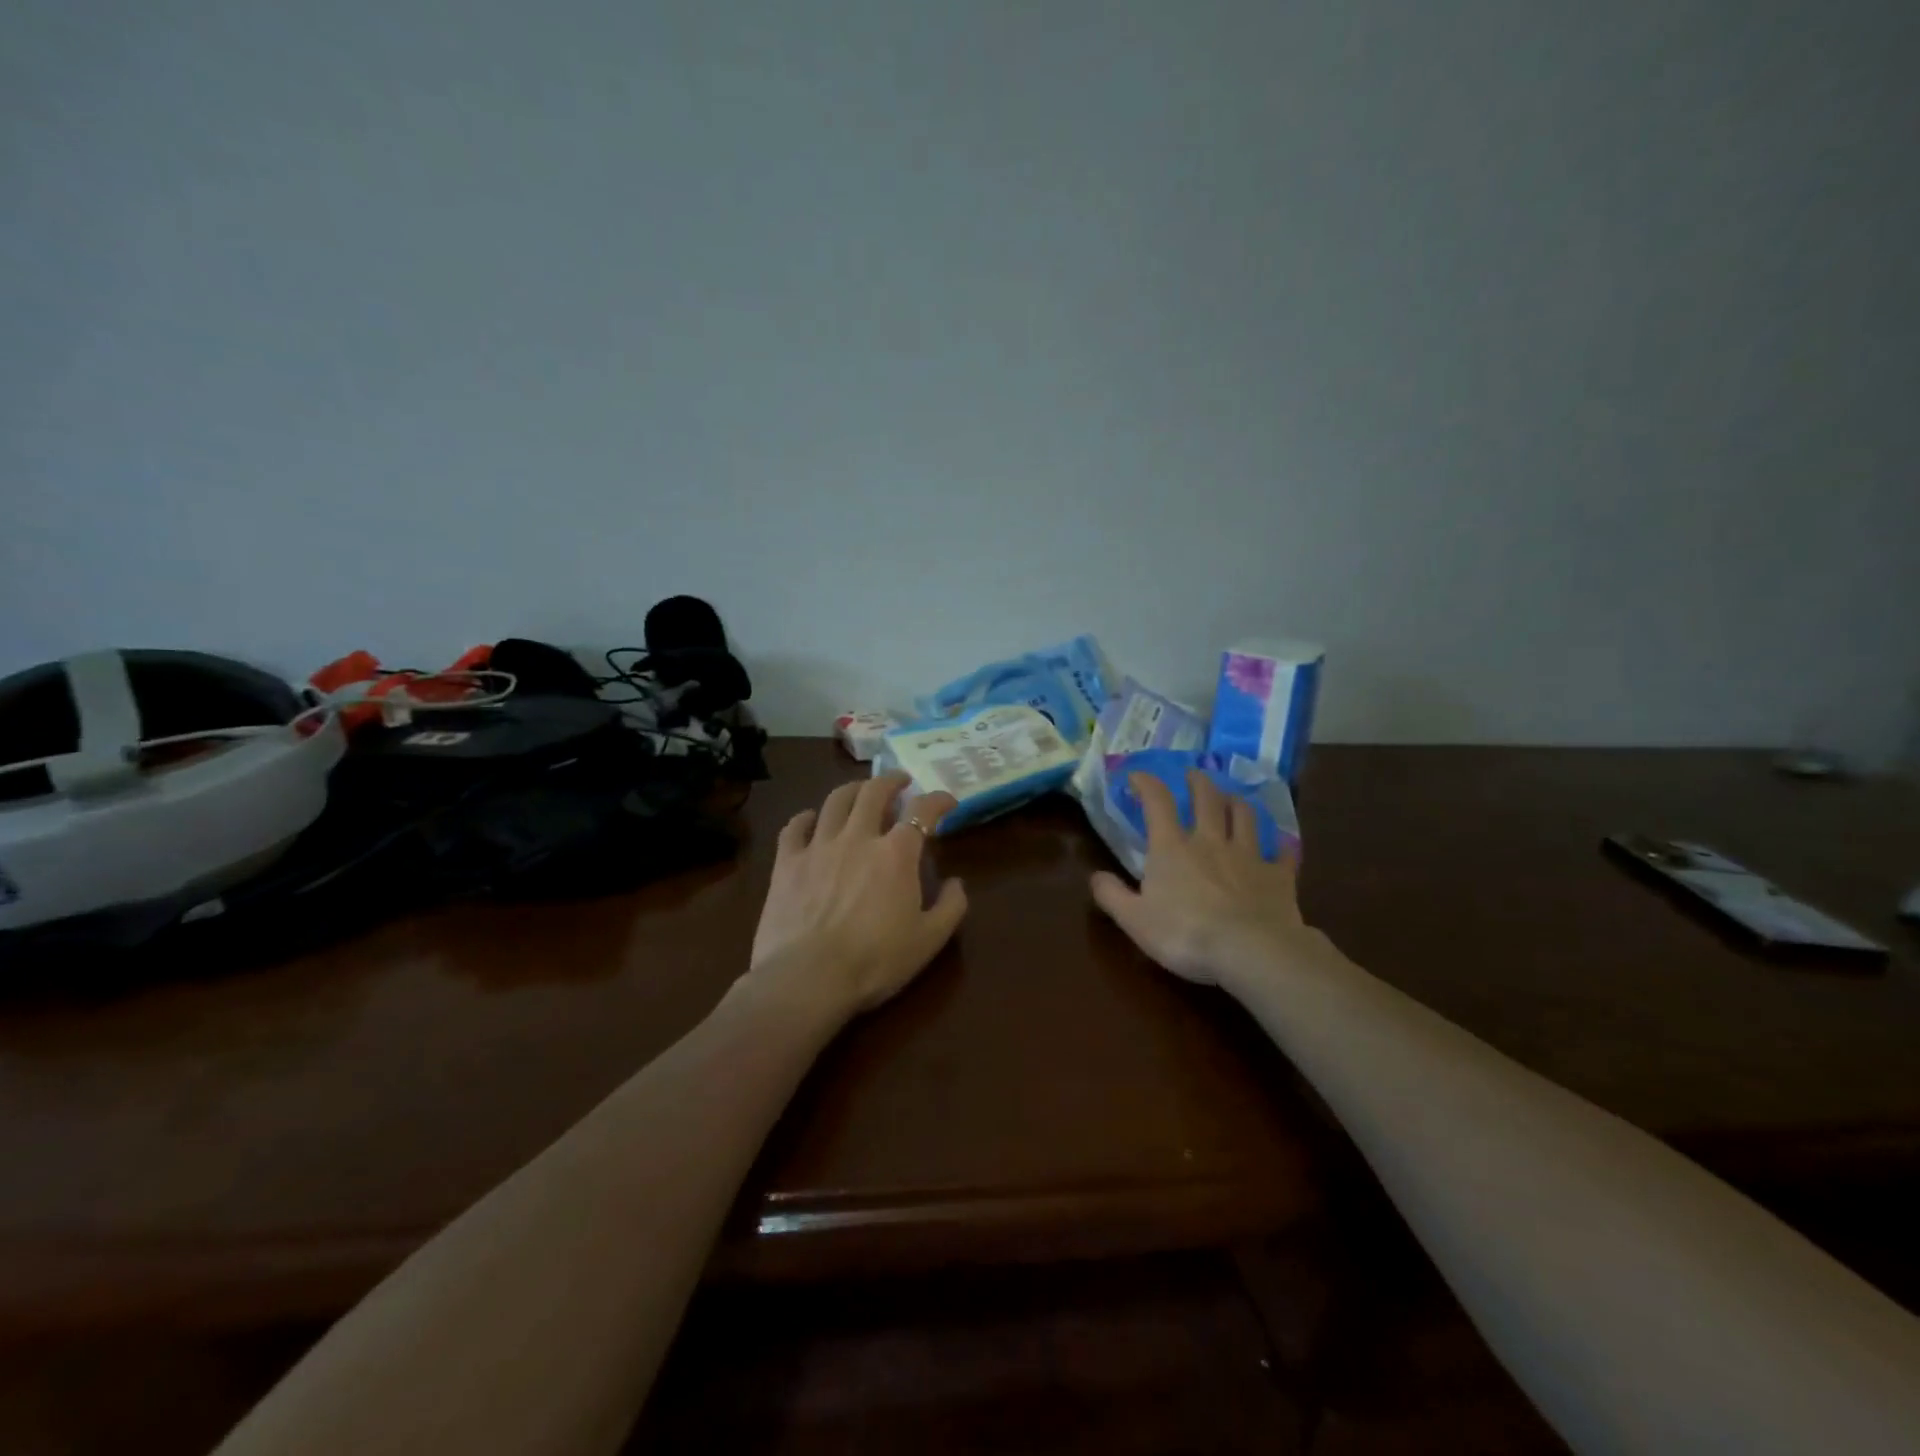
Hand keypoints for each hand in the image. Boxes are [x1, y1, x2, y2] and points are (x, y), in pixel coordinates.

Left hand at [748, 773, 967, 1018]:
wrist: (808, 979)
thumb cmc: (875, 961)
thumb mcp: (929, 941)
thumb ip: (951, 907)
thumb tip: (958, 883)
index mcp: (896, 854)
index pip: (922, 811)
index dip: (938, 800)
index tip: (947, 802)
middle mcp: (858, 838)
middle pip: (874, 792)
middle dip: (891, 781)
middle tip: (900, 782)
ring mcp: (818, 846)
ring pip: (835, 800)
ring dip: (853, 790)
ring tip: (861, 792)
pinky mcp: (786, 863)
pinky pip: (795, 827)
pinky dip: (806, 817)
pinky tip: (811, 819)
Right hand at [1090, 770, 1337, 993]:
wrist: (1251, 951)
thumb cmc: (1185, 934)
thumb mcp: (1134, 920)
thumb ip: (1111, 895)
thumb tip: (1095, 876)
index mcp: (1172, 848)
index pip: (1157, 802)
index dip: (1146, 783)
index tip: (1138, 775)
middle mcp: (1210, 841)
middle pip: (1206, 799)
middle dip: (1198, 782)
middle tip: (1193, 775)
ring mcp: (1248, 855)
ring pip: (1244, 816)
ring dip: (1236, 802)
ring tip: (1231, 798)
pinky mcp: (1278, 876)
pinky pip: (1283, 854)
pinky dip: (1281, 847)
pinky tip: (1282, 846)